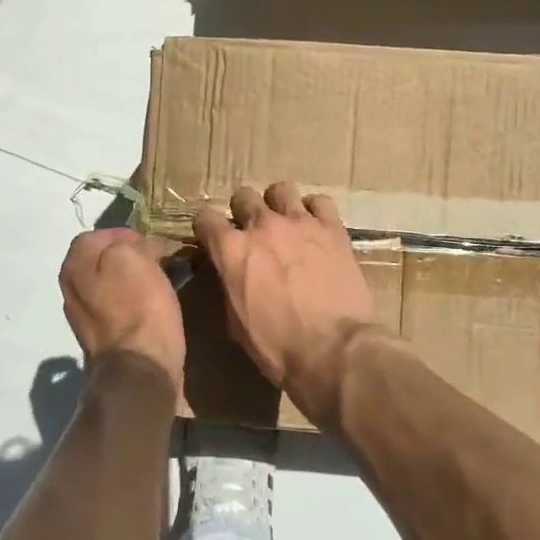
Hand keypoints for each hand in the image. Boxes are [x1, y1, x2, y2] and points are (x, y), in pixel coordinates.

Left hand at [58, 229, 184, 393]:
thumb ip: (125, 243)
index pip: (96, 235)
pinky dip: (133, 305)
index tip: (151, 243)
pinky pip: (117, 309)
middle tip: (157, 261)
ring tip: (158, 283)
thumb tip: (135, 247)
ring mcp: (83, 318)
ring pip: (109, 285)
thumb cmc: (138, 307)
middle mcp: (71, 289)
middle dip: (127, 258)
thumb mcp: (131, 257)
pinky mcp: (101, 340)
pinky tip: (152, 309)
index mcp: (74, 265)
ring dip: (131, 282)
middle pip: (101, 261)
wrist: (139, 370)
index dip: (125, 234)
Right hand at [194, 182, 380, 412]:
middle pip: (243, 196)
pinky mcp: (332, 228)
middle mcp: (261, 225)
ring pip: (281, 190)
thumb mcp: (236, 322)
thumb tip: (229, 272)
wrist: (333, 350)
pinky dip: (314, 212)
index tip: (213, 238)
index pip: (205, 217)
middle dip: (243, 212)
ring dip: (278, 205)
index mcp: (231, 249)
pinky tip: (316, 228)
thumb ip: (229, 284)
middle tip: (253, 233)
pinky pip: (319, 202)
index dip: (207, 228)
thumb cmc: (278, 347)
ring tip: (286, 224)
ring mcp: (299, 222)